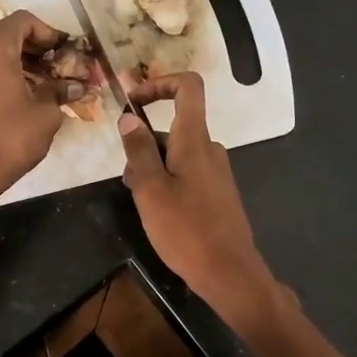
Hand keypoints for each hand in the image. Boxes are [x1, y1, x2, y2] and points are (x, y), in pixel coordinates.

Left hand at [0, 10, 82, 199]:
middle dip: (36, 49)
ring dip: (21, 63)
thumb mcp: (46, 112)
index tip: (66, 53)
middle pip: (8, 35)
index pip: (24, 21)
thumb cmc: (11, 136)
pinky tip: (23, 96)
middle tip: (59, 69)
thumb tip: (76, 86)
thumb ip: (60, 91)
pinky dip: (3, 75)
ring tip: (45, 85)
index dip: (50, 33)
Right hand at [118, 73, 275, 320]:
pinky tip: (159, 213)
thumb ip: (139, 151)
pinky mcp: (217, 193)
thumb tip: (129, 118)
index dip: (159, 83)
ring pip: (177, 154)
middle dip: (144, 144)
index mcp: (195, 140)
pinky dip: (167, 182)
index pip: (188, 87)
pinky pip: (187, 173)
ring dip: (153, 168)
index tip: (133, 101)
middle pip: (174, 127)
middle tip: (128, 180)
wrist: (229, 272)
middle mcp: (210, 149)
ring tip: (141, 202)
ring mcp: (216, 172)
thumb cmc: (186, 230)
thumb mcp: (150, 190)